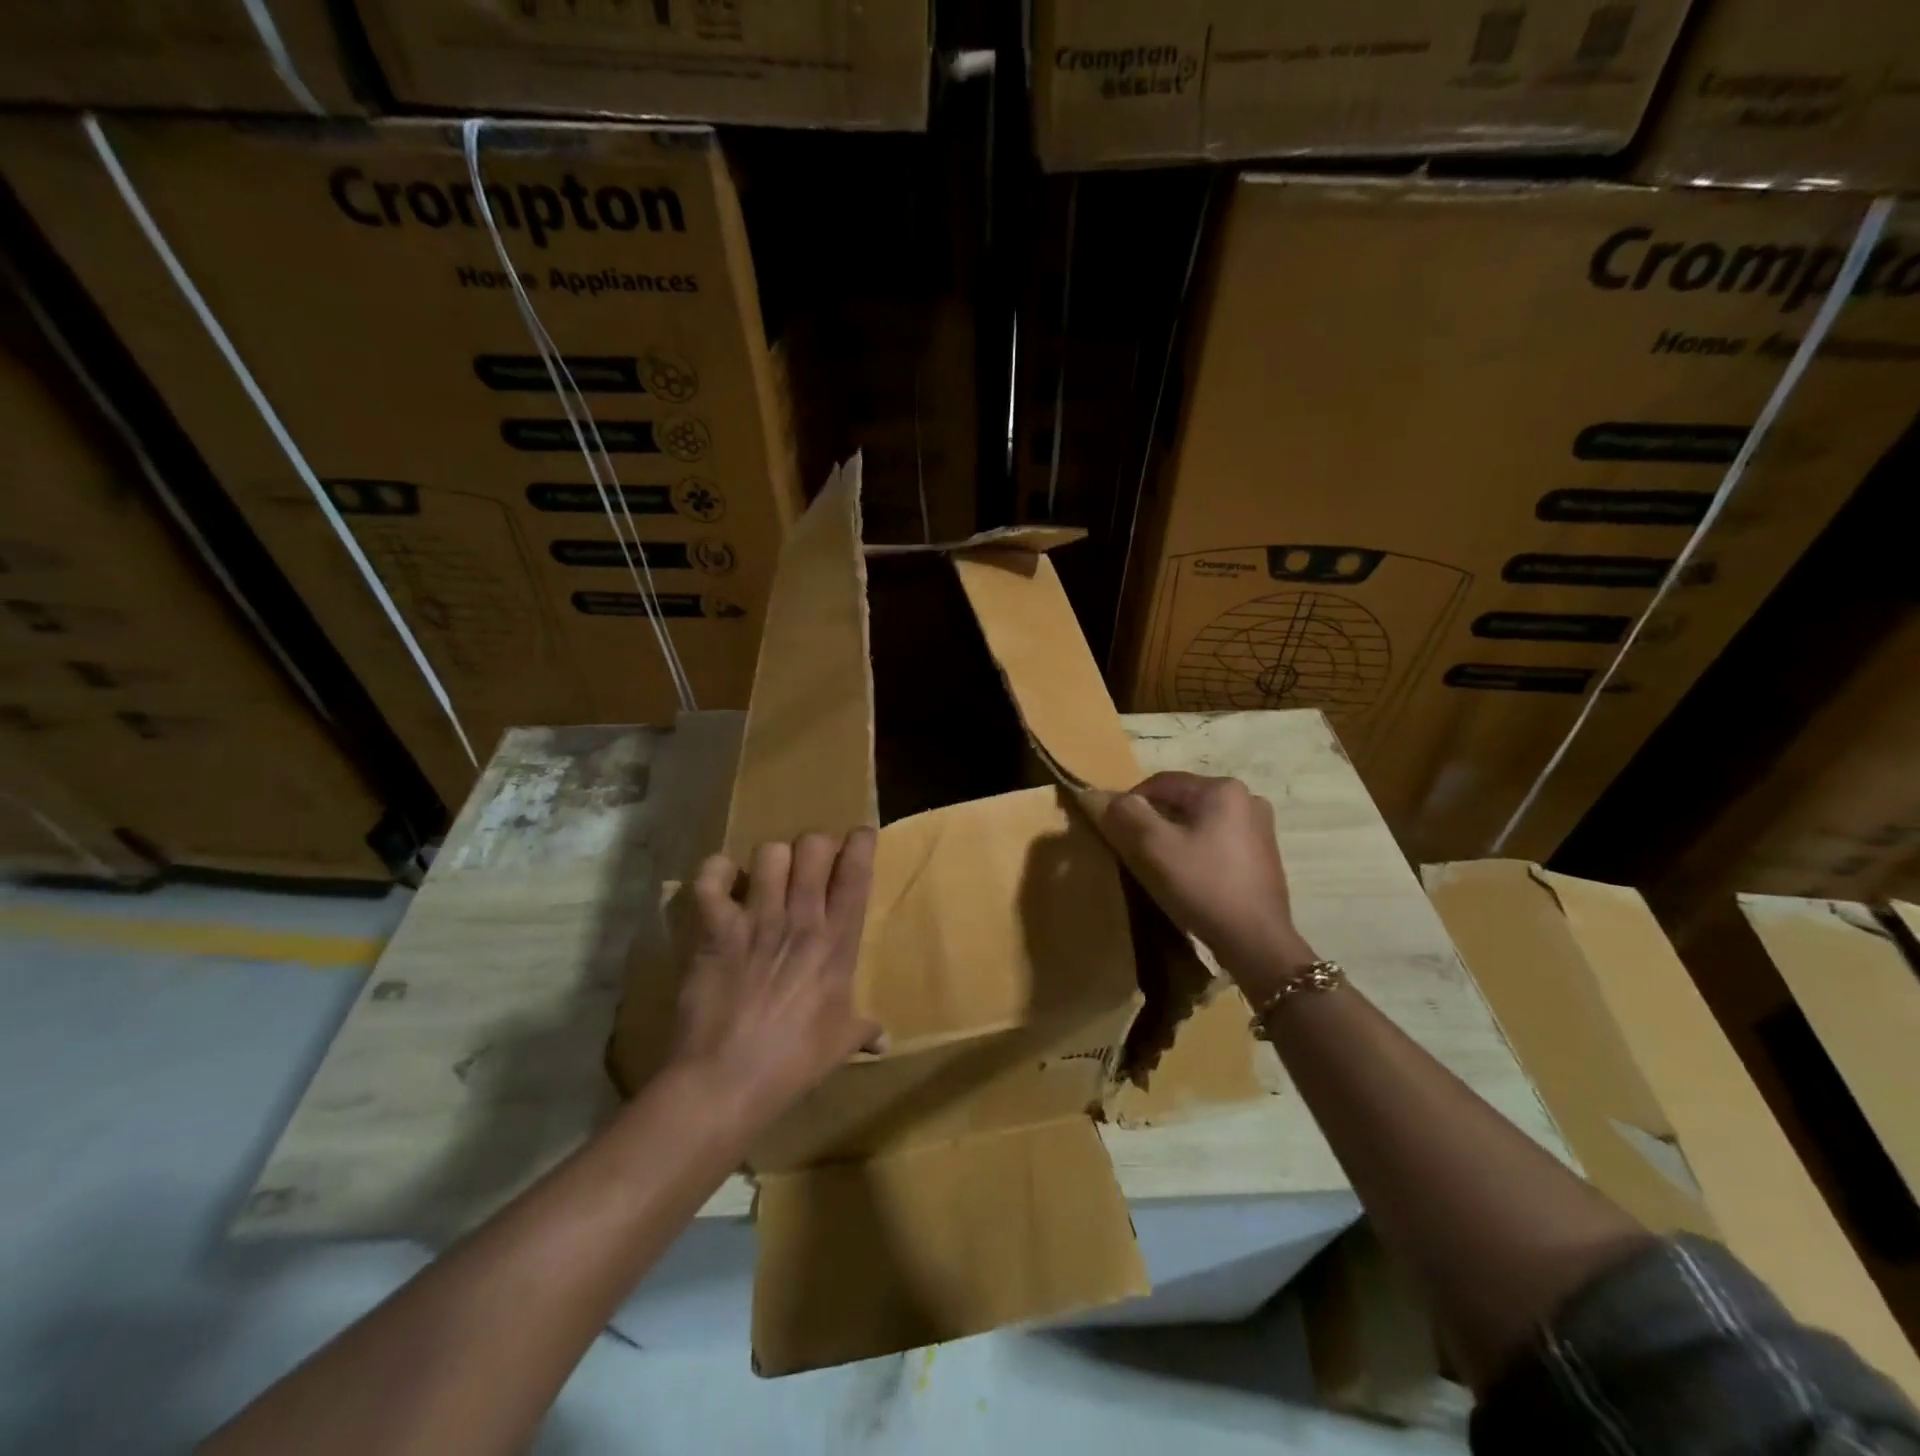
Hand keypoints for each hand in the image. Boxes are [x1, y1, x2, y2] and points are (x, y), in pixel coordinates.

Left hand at [672, 828, 879, 1125]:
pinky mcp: (715, 930)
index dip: (861, 844)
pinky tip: (722, 884)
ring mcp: (756, 921)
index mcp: (836, 944)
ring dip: (770, 860)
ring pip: (769, 854)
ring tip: (766, 878)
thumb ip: (864, 1030)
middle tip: (808, 866)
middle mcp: (800, 920)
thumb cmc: (792, 1063)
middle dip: (814, 847)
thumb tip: (885, 1041)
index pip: (856, 876)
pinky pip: (711, 879)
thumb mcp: (839, 1045)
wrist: (726, 1081)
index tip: (860, 836)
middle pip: (813, 848)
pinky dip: (716, 873)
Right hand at [1102, 772, 1314, 991]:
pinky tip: (1190, 878)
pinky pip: (1217, 841)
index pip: (1160, 783)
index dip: (1130, 804)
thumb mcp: (1153, 847)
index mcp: (1222, 789)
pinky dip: (1197, 851)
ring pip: (1198, 823)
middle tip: (1135, 852)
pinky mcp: (1263, 854)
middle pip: (1181, 802)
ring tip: (1161, 868)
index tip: (1115, 832)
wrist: (1256, 941)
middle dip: (1154, 822)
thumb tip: (1113, 801)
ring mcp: (1260, 827)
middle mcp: (1246, 798)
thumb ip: (1127, 815)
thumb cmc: (1203, 886)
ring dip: (1175, 838)